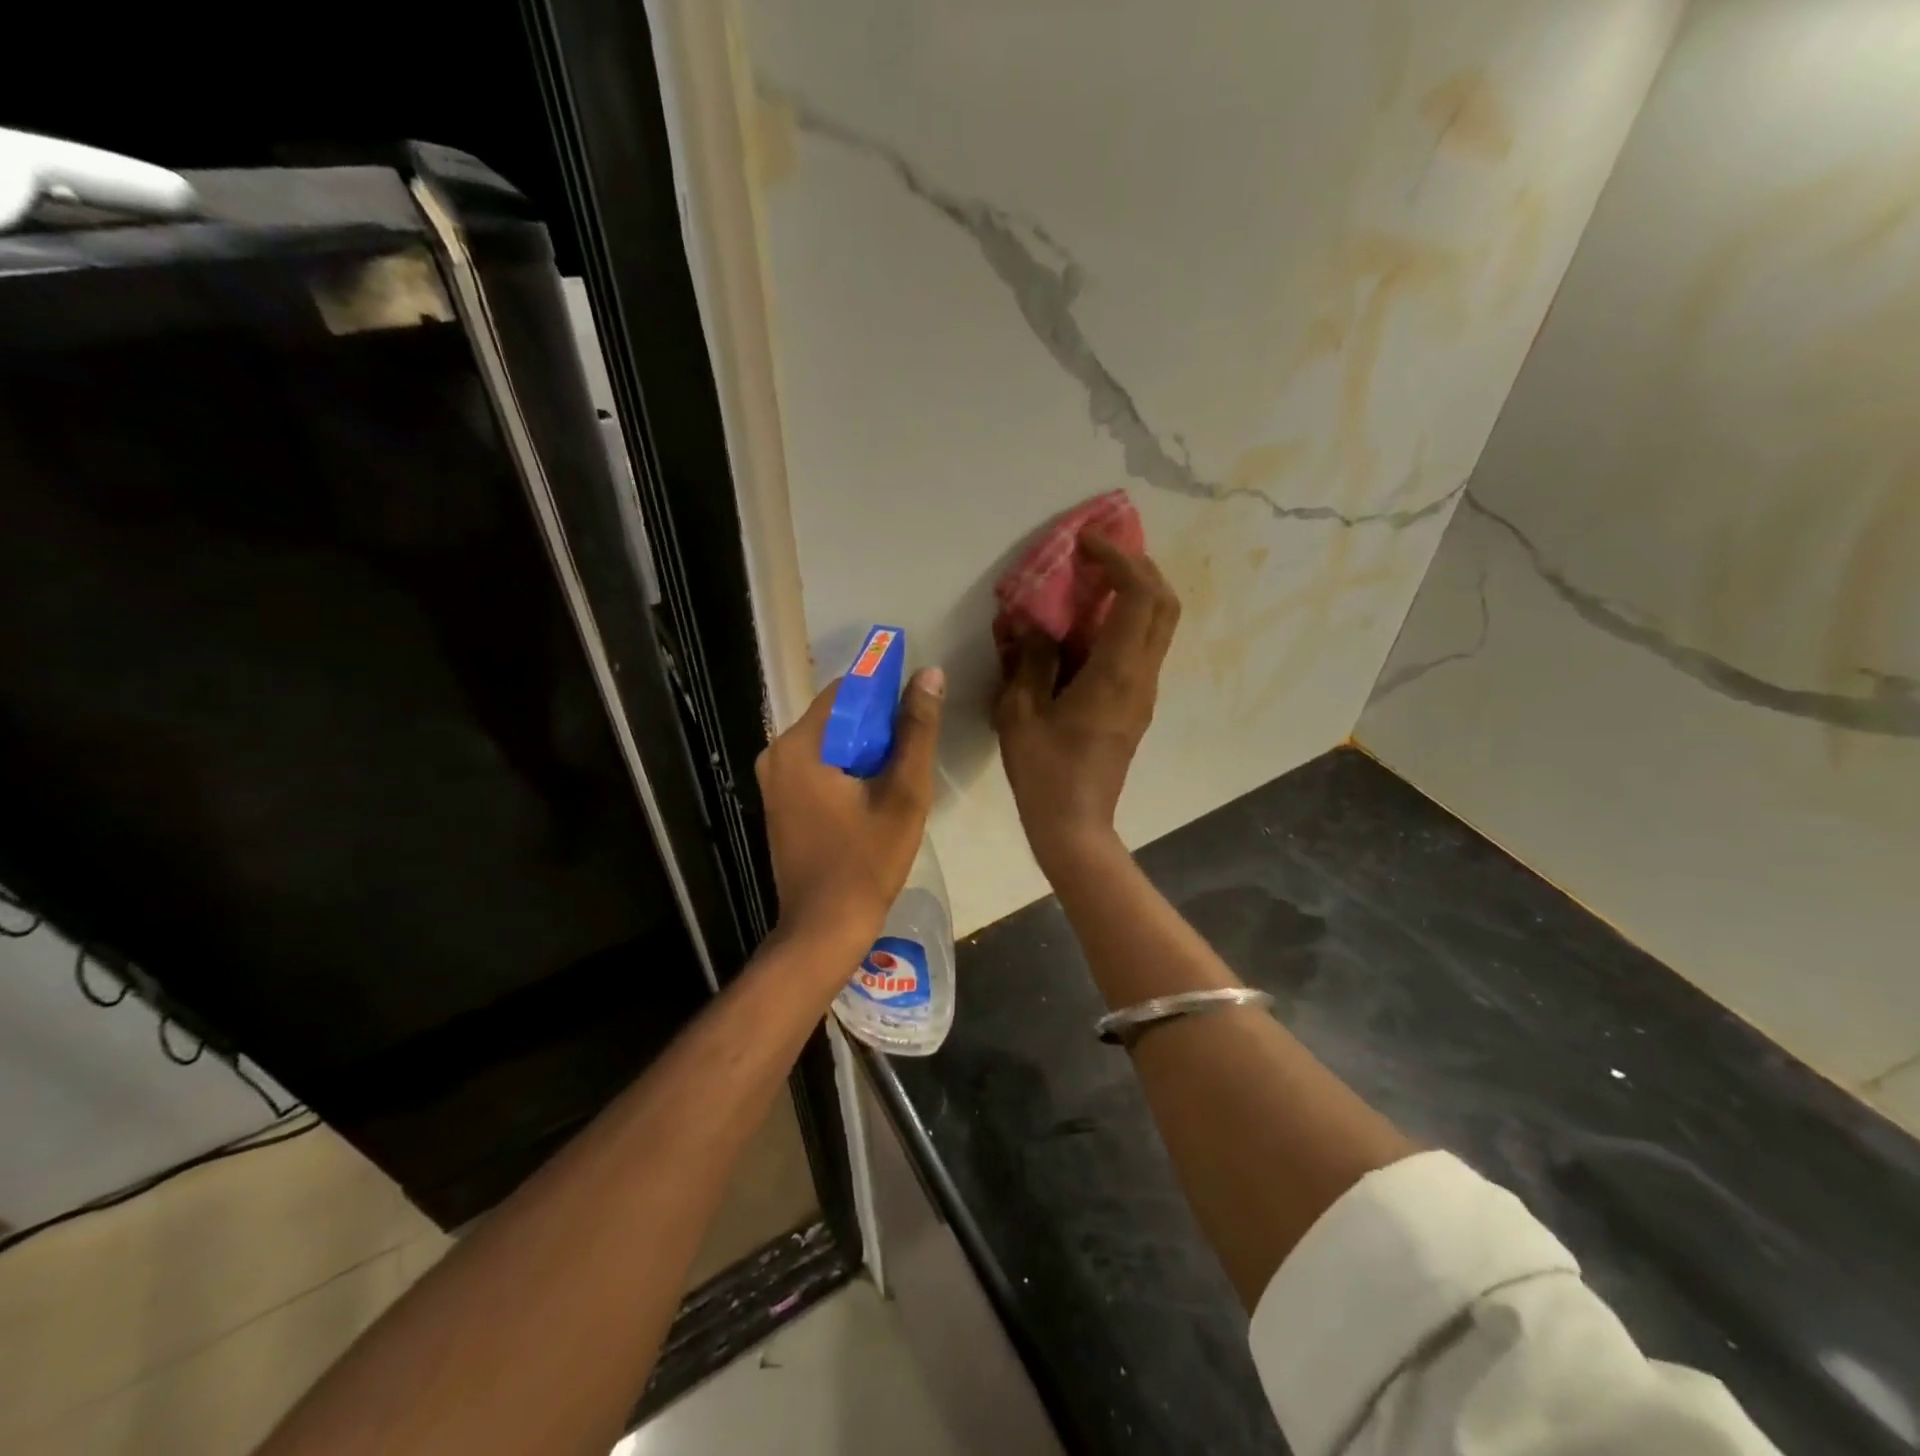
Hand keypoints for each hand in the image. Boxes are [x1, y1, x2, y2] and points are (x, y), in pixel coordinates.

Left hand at [757, 666, 945, 953]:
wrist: (824, 927)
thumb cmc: (867, 861)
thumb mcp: (904, 794)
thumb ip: (916, 731)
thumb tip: (929, 675)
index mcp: (800, 745)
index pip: (846, 691)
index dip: (884, 694)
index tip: (915, 713)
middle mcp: (777, 753)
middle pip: (836, 717)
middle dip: (875, 727)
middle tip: (910, 753)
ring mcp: (773, 779)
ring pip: (828, 742)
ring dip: (863, 749)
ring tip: (896, 777)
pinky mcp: (779, 800)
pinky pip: (817, 766)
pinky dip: (845, 769)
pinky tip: (871, 794)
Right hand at [994, 532, 1179, 872]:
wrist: (1075, 825)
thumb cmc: (1044, 772)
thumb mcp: (1021, 714)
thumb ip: (1032, 662)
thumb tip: (1039, 629)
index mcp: (1115, 675)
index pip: (1138, 598)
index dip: (1119, 560)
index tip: (1087, 543)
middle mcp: (1142, 677)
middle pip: (1165, 604)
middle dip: (1139, 567)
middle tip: (1100, 554)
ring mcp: (1145, 693)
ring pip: (1158, 626)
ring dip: (1134, 593)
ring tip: (1093, 582)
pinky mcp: (1137, 706)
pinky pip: (1141, 649)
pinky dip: (1124, 622)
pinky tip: (1087, 626)